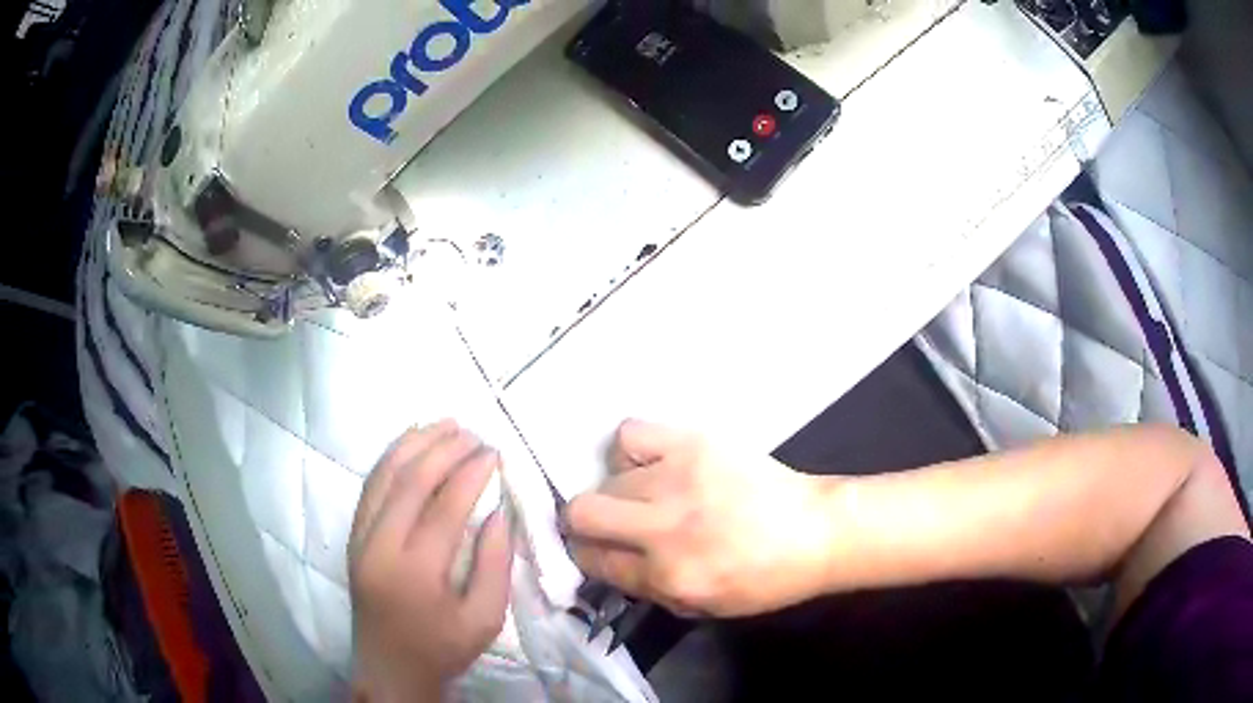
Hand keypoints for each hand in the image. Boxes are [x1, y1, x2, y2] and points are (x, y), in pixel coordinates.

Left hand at [349, 421, 512, 701]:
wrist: (389, 667)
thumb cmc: (442, 647)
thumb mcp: (485, 618)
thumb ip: (495, 564)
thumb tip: (498, 511)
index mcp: (416, 571)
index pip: (444, 506)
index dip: (471, 473)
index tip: (494, 452)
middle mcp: (380, 546)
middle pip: (410, 481)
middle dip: (444, 450)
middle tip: (475, 434)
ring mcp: (360, 538)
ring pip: (384, 475)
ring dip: (415, 444)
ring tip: (445, 424)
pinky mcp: (353, 537)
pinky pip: (370, 486)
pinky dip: (390, 458)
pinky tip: (410, 442)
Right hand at [564, 420, 831, 617]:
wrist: (816, 531)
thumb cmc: (765, 578)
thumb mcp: (703, 607)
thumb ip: (649, 589)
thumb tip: (609, 562)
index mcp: (667, 576)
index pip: (594, 562)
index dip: (587, 556)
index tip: (595, 549)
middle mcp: (663, 530)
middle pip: (581, 514)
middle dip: (582, 523)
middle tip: (604, 523)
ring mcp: (676, 481)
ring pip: (607, 478)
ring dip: (619, 493)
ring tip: (648, 495)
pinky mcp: (692, 444)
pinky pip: (631, 434)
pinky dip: (632, 450)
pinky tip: (653, 463)